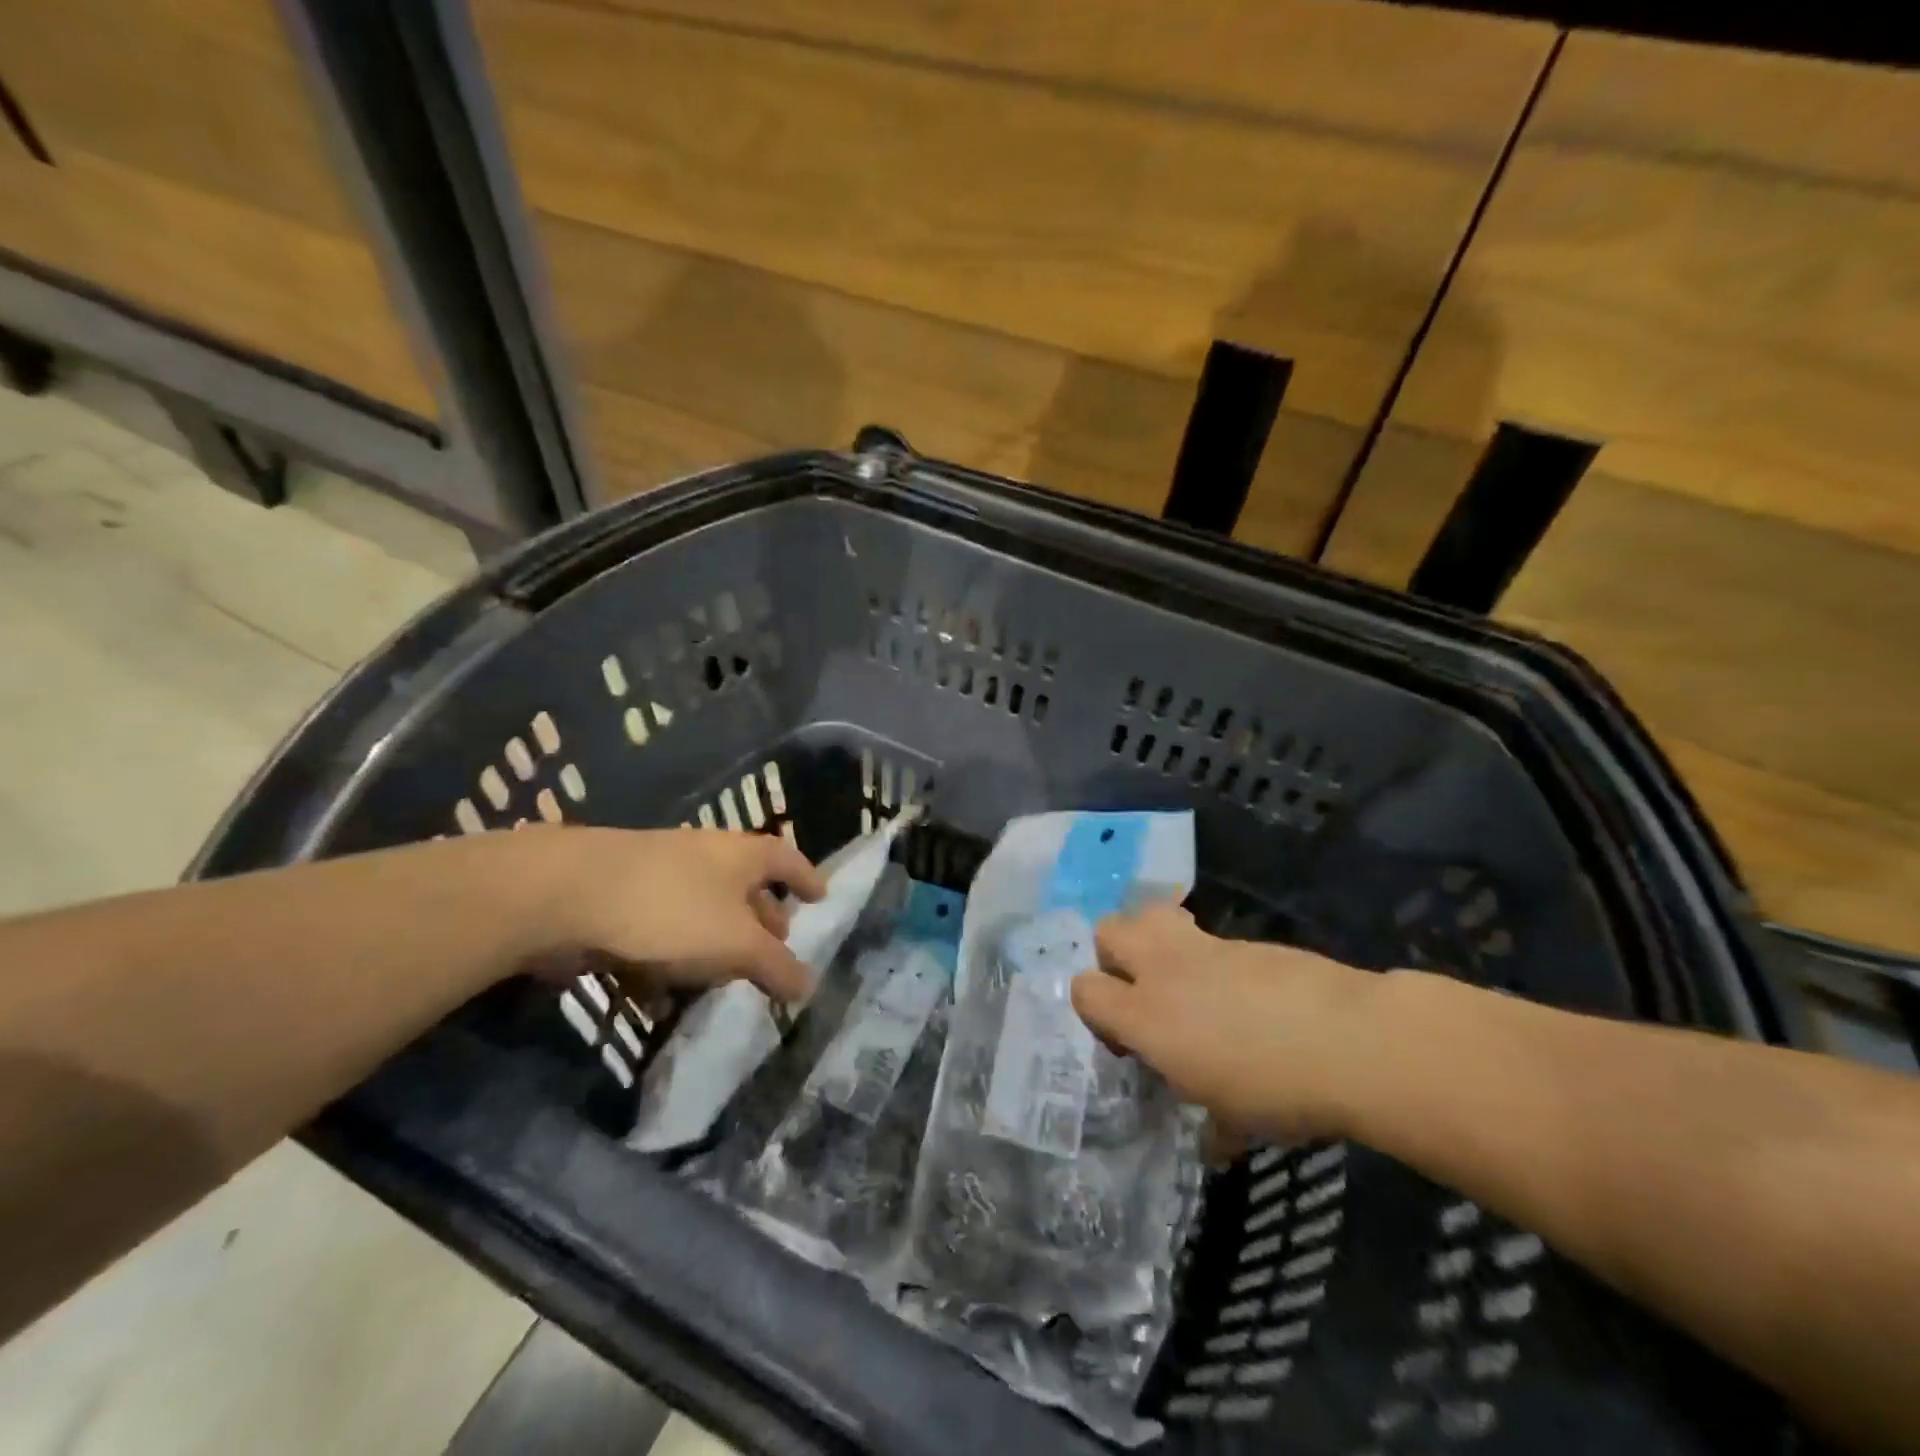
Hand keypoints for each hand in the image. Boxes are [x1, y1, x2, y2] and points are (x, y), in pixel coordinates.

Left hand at [528, 827, 827, 1001]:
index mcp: (740, 854)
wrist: (566, 894)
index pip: (787, 858)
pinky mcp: (621, 900)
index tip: (821, 897)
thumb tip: (810, 986)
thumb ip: (775, 967)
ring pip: (701, 912)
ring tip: (722, 983)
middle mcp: (705, 856)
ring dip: (714, 947)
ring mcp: (660, 875)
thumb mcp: (736, 944)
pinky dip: (669, 960)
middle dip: (762, 918)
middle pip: (745, 886)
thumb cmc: (671, 909)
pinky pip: (660, 932)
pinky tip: (661, 998)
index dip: (806, 877)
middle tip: (775, 948)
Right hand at [1070, 903, 1378, 1143]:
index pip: (1085, 991)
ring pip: (1151, 915)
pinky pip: (1206, 937)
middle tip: (1143, 993)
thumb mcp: (1237, 1120)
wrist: (1351, 1040)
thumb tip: (1216, 1145)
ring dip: (1153, 940)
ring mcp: (1204, 947)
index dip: (1095, 1012)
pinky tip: (1242, 993)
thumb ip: (1214, 1126)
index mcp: (1148, 1017)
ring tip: (1182, 978)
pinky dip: (1208, 957)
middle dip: (1113, 957)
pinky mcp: (1242, 940)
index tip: (1128, 1043)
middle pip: (1108, 931)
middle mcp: (1165, 971)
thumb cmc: (1280, 1090)